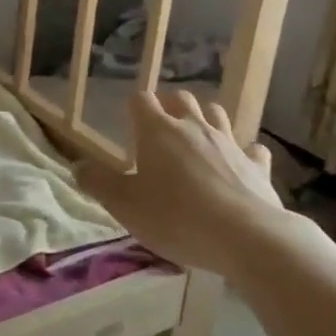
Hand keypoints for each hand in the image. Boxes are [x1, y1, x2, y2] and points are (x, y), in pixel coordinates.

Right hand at [75, 89, 290, 277]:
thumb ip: (98, 183)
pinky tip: (240, 164)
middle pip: (181, 98)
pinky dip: (244, 153)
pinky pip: (252, 149)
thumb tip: (77, 166)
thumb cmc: (175, 216)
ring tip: (196, 140)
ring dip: (205, 120)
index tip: (128, 124)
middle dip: (169, 107)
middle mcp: (194, 127)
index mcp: (158, 131)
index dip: (133, 107)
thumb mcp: (124, 205)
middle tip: (160, 130)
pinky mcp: (257, 165)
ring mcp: (229, 143)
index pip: (141, 100)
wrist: (246, 237)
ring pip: (217, 114)